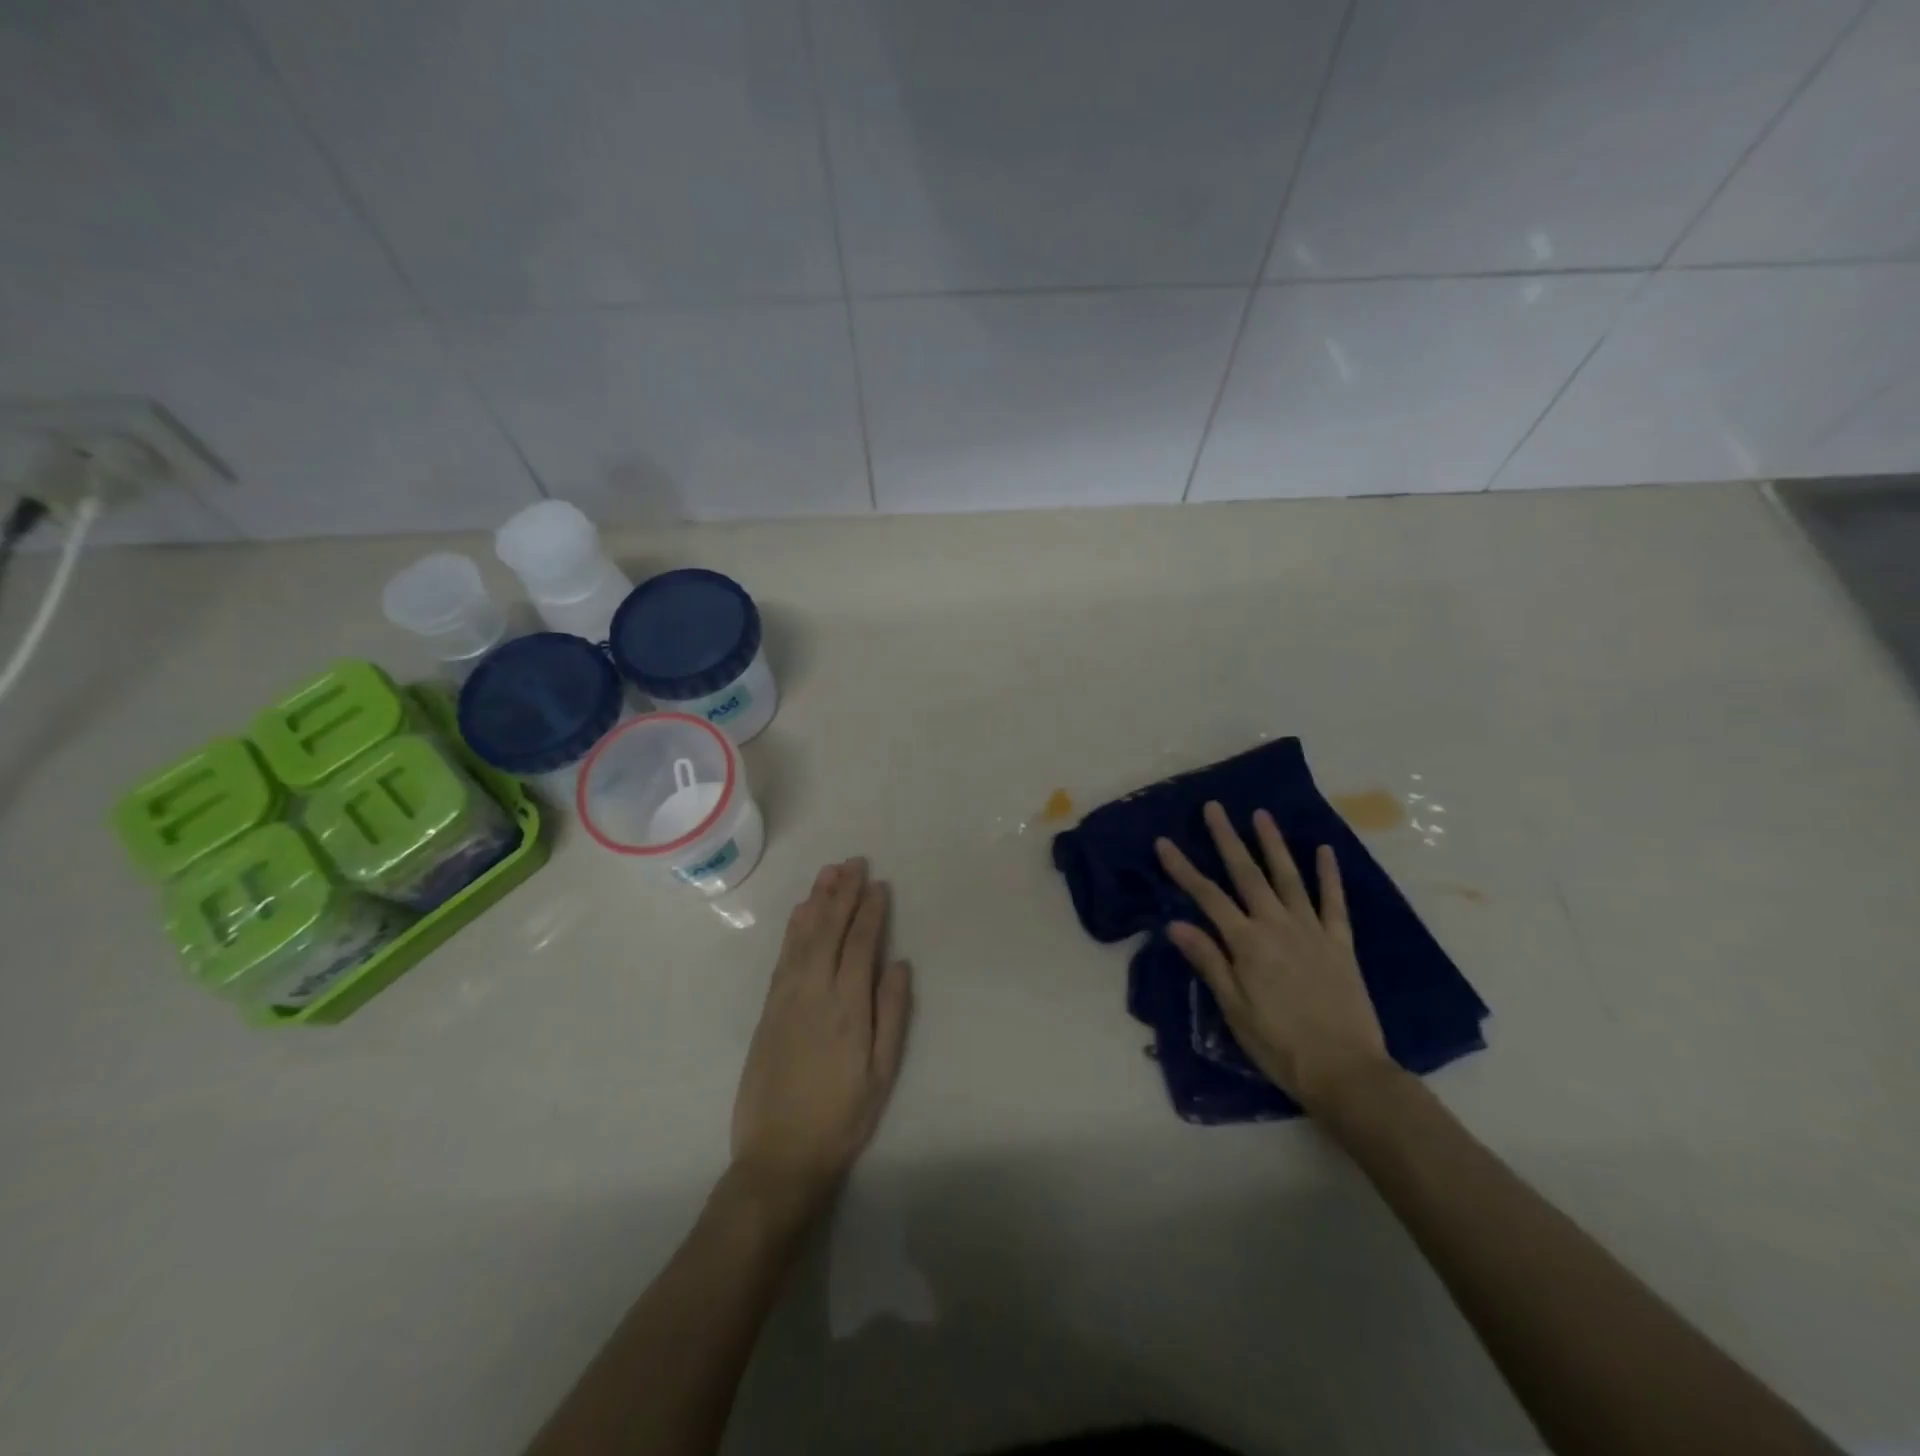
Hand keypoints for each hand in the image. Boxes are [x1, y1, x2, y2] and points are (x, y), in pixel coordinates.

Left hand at [731, 858, 912, 1211]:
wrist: (779, 1154)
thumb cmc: (842, 1116)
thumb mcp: (882, 1072)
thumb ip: (892, 1014)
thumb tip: (898, 963)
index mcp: (848, 1007)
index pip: (860, 944)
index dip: (870, 911)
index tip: (878, 884)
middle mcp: (814, 992)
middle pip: (829, 930)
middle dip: (843, 893)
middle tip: (854, 862)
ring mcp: (786, 998)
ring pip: (803, 937)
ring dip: (817, 901)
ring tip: (829, 873)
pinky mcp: (768, 1009)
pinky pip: (783, 956)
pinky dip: (793, 928)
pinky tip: (801, 912)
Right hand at [1155, 802, 1392, 1114]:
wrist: (1345, 1071)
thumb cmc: (1279, 1044)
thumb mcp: (1233, 1009)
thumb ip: (1208, 961)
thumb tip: (1175, 924)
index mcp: (1247, 943)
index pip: (1207, 897)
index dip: (1183, 868)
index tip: (1164, 842)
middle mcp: (1277, 926)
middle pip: (1247, 875)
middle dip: (1227, 839)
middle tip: (1214, 807)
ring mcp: (1312, 931)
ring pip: (1288, 877)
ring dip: (1273, 844)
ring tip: (1260, 814)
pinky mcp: (1340, 943)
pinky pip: (1334, 902)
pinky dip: (1329, 875)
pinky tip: (1324, 850)